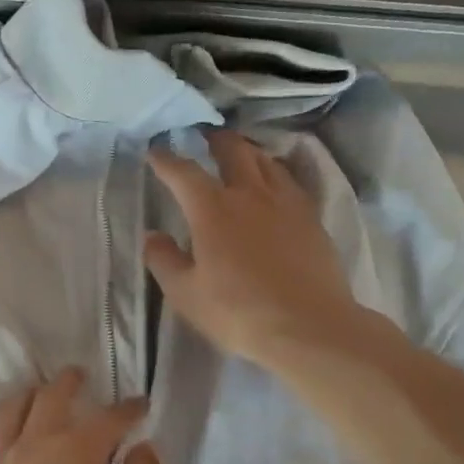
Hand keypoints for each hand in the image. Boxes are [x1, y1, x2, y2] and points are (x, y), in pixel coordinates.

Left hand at [0, 370, 161, 463]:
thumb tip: (143, 449)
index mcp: (77, 449)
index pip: (109, 418)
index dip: (129, 409)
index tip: (141, 405)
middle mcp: (37, 443)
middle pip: (51, 397)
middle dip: (69, 382)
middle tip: (79, 375)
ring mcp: (4, 463)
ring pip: (12, 411)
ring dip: (30, 395)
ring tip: (38, 393)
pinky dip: (9, 428)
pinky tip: (15, 441)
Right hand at [146, 130, 361, 367]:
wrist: (308, 326)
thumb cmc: (238, 311)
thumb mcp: (186, 293)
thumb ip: (164, 260)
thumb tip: (152, 236)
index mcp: (212, 210)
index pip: (183, 173)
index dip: (166, 160)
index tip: (155, 152)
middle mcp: (249, 194)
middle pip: (234, 151)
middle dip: (215, 140)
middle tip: (206, 138)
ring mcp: (285, 203)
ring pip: (266, 161)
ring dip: (249, 152)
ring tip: (241, 155)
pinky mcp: (311, 218)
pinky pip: (290, 181)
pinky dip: (275, 173)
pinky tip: (275, 185)